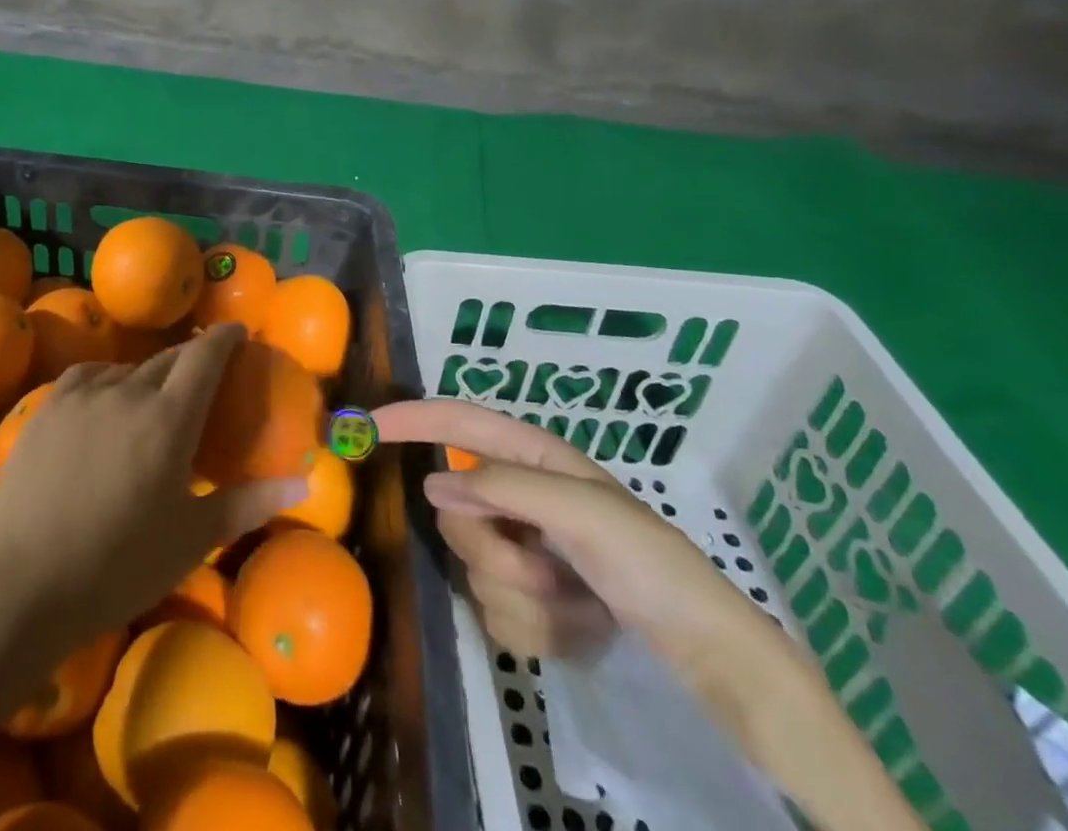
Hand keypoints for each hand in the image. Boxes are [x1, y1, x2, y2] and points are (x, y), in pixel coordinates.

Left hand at [0, 323, 307, 642]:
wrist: (20, 583)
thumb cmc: (118, 566)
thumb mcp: (193, 537)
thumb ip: (250, 501)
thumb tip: (304, 481)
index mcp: (170, 418)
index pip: (205, 355)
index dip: (224, 337)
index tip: (238, 330)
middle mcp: (129, 391)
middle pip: (168, 359)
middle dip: (190, 359)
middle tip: (202, 375)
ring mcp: (83, 395)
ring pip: (128, 369)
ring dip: (148, 376)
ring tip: (152, 399)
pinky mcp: (48, 406)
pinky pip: (89, 376)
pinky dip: (108, 380)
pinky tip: (107, 399)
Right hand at [373, 398, 784, 684]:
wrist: (700, 650)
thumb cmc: (649, 560)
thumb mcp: (582, 510)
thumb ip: (504, 488)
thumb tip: (433, 483)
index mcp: (530, 458)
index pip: (457, 424)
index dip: (412, 418)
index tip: (367, 425)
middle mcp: (516, 499)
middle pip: (456, 513)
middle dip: (496, 549)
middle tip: (548, 568)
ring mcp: (518, 550)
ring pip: (472, 569)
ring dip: (526, 595)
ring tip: (577, 600)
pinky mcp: (525, 601)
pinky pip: (493, 614)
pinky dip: (536, 629)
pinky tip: (578, 624)